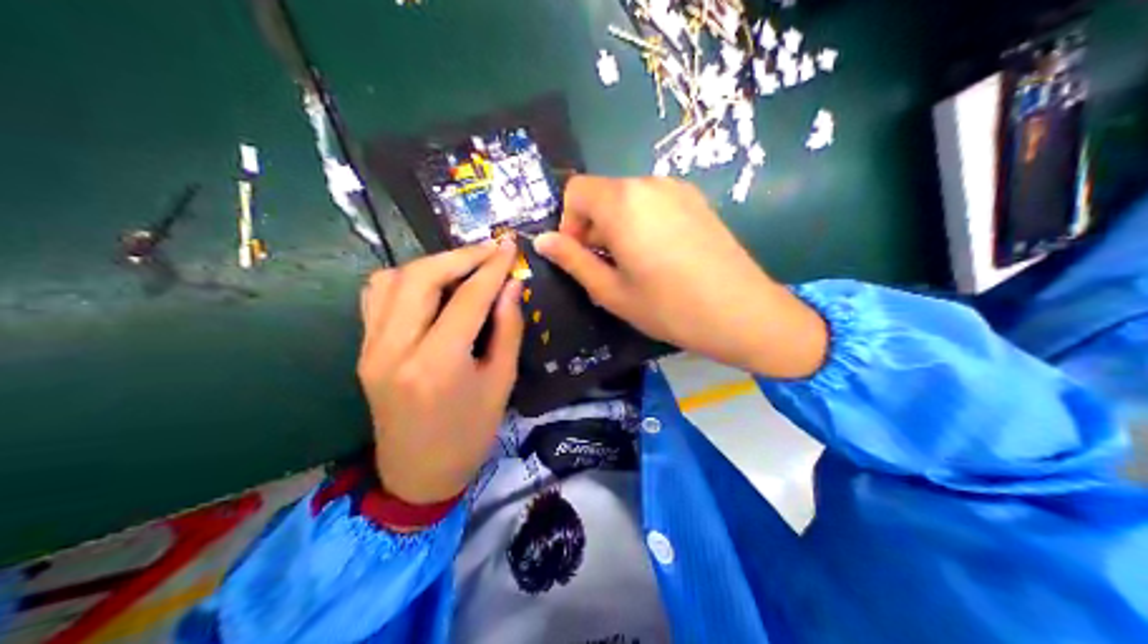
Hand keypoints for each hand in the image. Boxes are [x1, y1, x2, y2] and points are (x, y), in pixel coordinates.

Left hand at [357, 244, 523, 503]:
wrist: (416, 475)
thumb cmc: (468, 437)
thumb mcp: (500, 385)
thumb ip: (507, 330)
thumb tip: (511, 285)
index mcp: (437, 364)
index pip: (466, 298)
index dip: (491, 267)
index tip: (509, 245)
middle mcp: (395, 349)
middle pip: (421, 277)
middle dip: (458, 256)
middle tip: (488, 252)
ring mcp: (371, 348)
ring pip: (392, 279)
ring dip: (429, 265)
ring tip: (461, 269)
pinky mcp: (363, 350)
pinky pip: (376, 297)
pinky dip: (403, 280)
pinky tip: (428, 287)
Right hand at [534, 173, 830, 376]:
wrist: (743, 312)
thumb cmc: (670, 307)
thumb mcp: (612, 291)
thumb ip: (573, 261)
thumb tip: (542, 240)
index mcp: (622, 201)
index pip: (576, 190)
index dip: (568, 222)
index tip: (581, 257)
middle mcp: (649, 183)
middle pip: (603, 193)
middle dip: (593, 226)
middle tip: (607, 268)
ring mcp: (678, 189)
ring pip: (630, 199)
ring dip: (619, 225)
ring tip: (636, 266)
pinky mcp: (698, 200)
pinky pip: (656, 203)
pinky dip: (645, 223)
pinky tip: (662, 257)